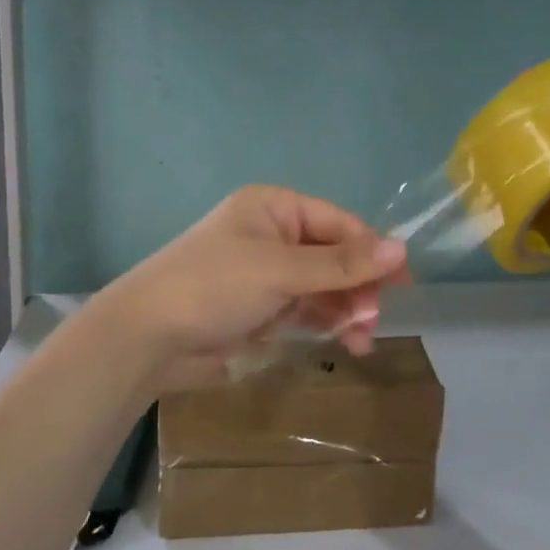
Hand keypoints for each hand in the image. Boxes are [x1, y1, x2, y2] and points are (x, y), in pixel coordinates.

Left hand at [98, 186, 407, 390]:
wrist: (147, 337)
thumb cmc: (214, 286)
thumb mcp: (281, 270)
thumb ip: (341, 264)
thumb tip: (402, 249)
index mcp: (275, 207)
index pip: (339, 223)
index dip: (371, 251)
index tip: (401, 284)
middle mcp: (273, 233)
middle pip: (334, 255)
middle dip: (357, 286)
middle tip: (371, 321)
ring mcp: (267, 272)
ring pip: (324, 285)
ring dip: (346, 309)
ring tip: (360, 340)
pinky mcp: (261, 307)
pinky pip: (306, 308)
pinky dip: (326, 322)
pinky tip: (344, 342)